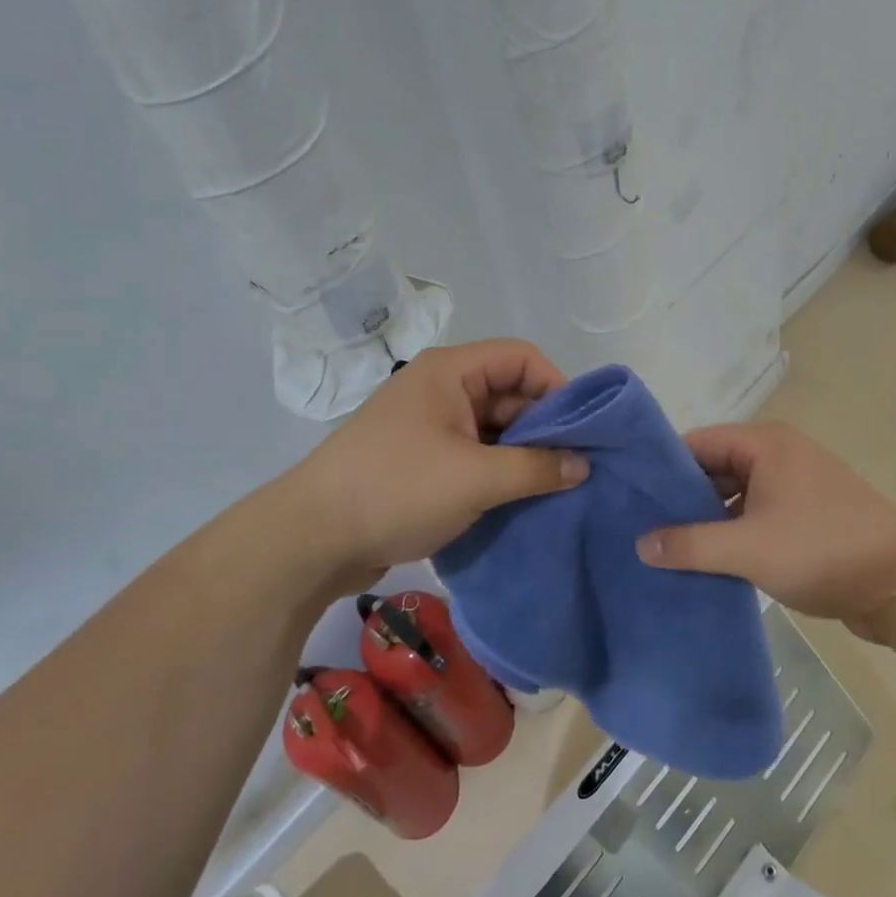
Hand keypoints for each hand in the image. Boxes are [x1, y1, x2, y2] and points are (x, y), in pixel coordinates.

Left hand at [287, 339, 588, 592]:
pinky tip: (522, 500)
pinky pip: (473, 455)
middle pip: (509, 392)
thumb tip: (583, 465)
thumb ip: (536, 467)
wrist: (312, 538)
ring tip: (557, 488)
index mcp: (450, 372)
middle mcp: (440, 390)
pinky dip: (498, 472)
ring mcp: (429, 427)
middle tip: (577, 466)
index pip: (521, 357)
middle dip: (545, 426)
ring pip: (492, 428)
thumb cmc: (396, 490)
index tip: (583, 430)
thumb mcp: (475, 478)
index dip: (557, 387)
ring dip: (523, 454)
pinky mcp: (421, 461)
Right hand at [636, 422, 895, 638]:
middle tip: (640, 524)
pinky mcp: (806, 516)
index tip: (627, 492)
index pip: (698, 442)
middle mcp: (780, 455)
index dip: (661, 466)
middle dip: (681, 496)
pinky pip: (755, 514)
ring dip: (707, 518)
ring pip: (735, 494)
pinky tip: (706, 559)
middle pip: (715, 466)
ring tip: (665, 545)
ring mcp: (796, 486)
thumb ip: (690, 544)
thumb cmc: (822, 550)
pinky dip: (732, 531)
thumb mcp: (748, 548)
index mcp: (767, 444)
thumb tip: (640, 544)